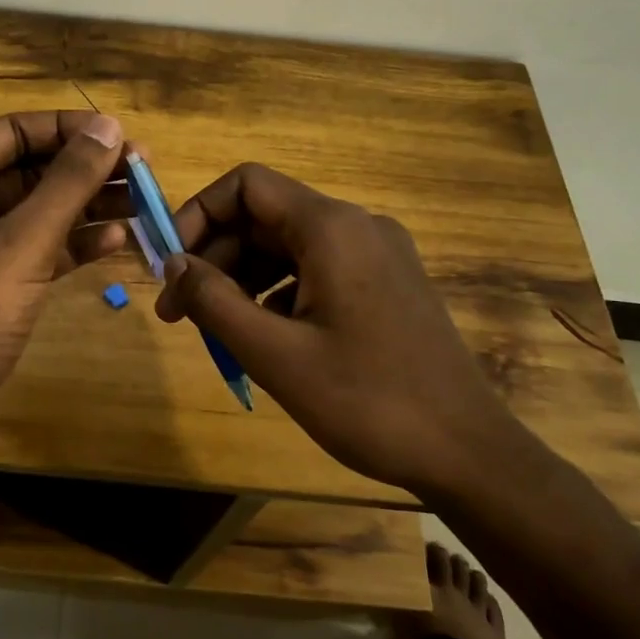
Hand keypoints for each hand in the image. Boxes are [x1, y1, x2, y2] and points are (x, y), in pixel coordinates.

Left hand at [0, 111, 128, 459]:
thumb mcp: (22, 241)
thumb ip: (69, 181)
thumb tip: (109, 127)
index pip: (17, 130)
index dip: (73, 130)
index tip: (125, 137)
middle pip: (30, 167)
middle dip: (86, 170)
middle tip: (145, 172)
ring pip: (37, 207)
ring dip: (87, 205)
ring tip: (143, 203)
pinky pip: (35, 245)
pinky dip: (71, 241)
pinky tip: (117, 239)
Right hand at [153, 163, 518, 494]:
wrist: (468, 453)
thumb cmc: (367, 401)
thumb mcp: (275, 354)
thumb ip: (213, 301)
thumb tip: (173, 265)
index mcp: (331, 227)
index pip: (246, 185)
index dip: (198, 214)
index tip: (171, 265)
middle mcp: (355, 226)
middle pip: (264, 216)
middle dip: (215, 257)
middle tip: (179, 312)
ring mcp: (376, 254)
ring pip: (287, 245)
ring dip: (242, 278)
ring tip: (217, 330)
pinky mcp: (386, 283)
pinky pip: (315, 269)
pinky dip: (278, 292)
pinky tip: (265, 337)